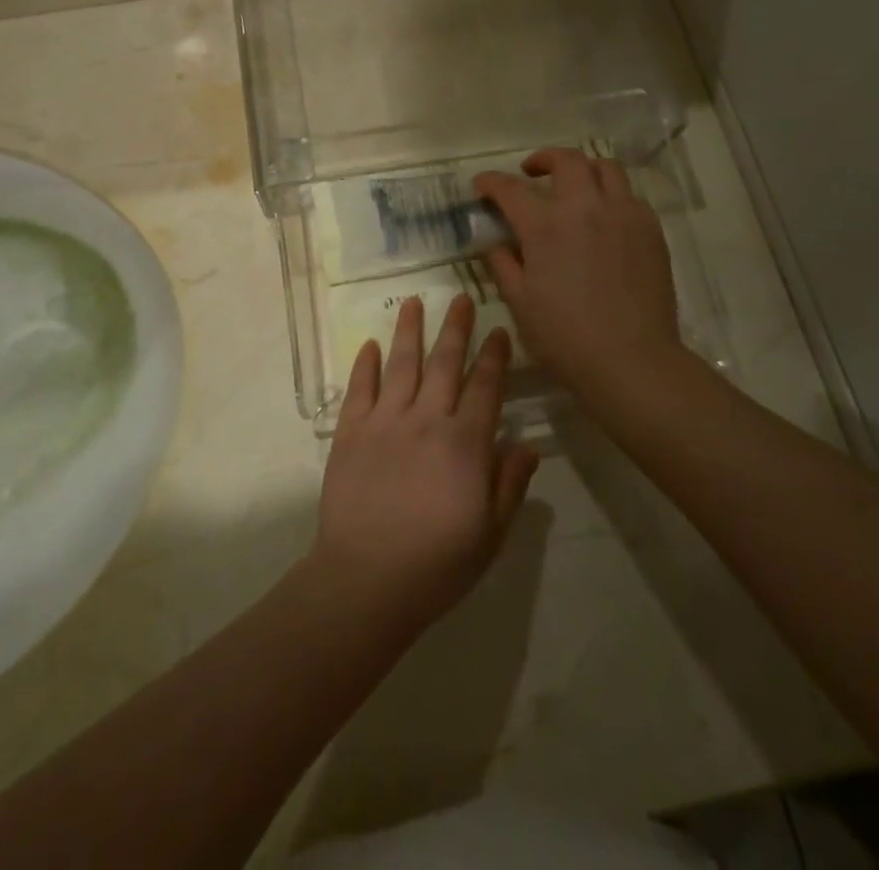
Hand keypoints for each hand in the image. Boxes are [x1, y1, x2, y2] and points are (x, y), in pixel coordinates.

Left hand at [312, 295, 537, 633]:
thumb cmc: (437, 564)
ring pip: (401, 365)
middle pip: (445, 363)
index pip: (485, 388)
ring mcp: (384, 422)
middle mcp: (426, 420)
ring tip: (413, 302)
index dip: (494, 357)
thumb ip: (509, 484)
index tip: (498, 330)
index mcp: (464, 444)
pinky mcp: (350, 433)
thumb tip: (528, 445)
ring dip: (409, 331)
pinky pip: (360, 389)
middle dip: (455, 328)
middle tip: (460, 298)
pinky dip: (366, 364)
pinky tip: (371, 345)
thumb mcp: (490, 534)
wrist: (366, 580)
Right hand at [475, 150, 684, 395]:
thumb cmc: (565, 337)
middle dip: (543, 159)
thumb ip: (504, 264)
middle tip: (531, 173)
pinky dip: (611, 196)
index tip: (481, 185)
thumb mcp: (520, 302)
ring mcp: (623, 214)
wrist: (631, 360)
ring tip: (573, 187)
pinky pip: (630, 196)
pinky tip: (604, 218)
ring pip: (605, 169)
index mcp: (545, 225)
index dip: (491, 183)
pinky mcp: (650, 230)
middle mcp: (585, 207)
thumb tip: (496, 243)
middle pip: (566, 160)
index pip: (510, 189)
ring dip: (582, 169)